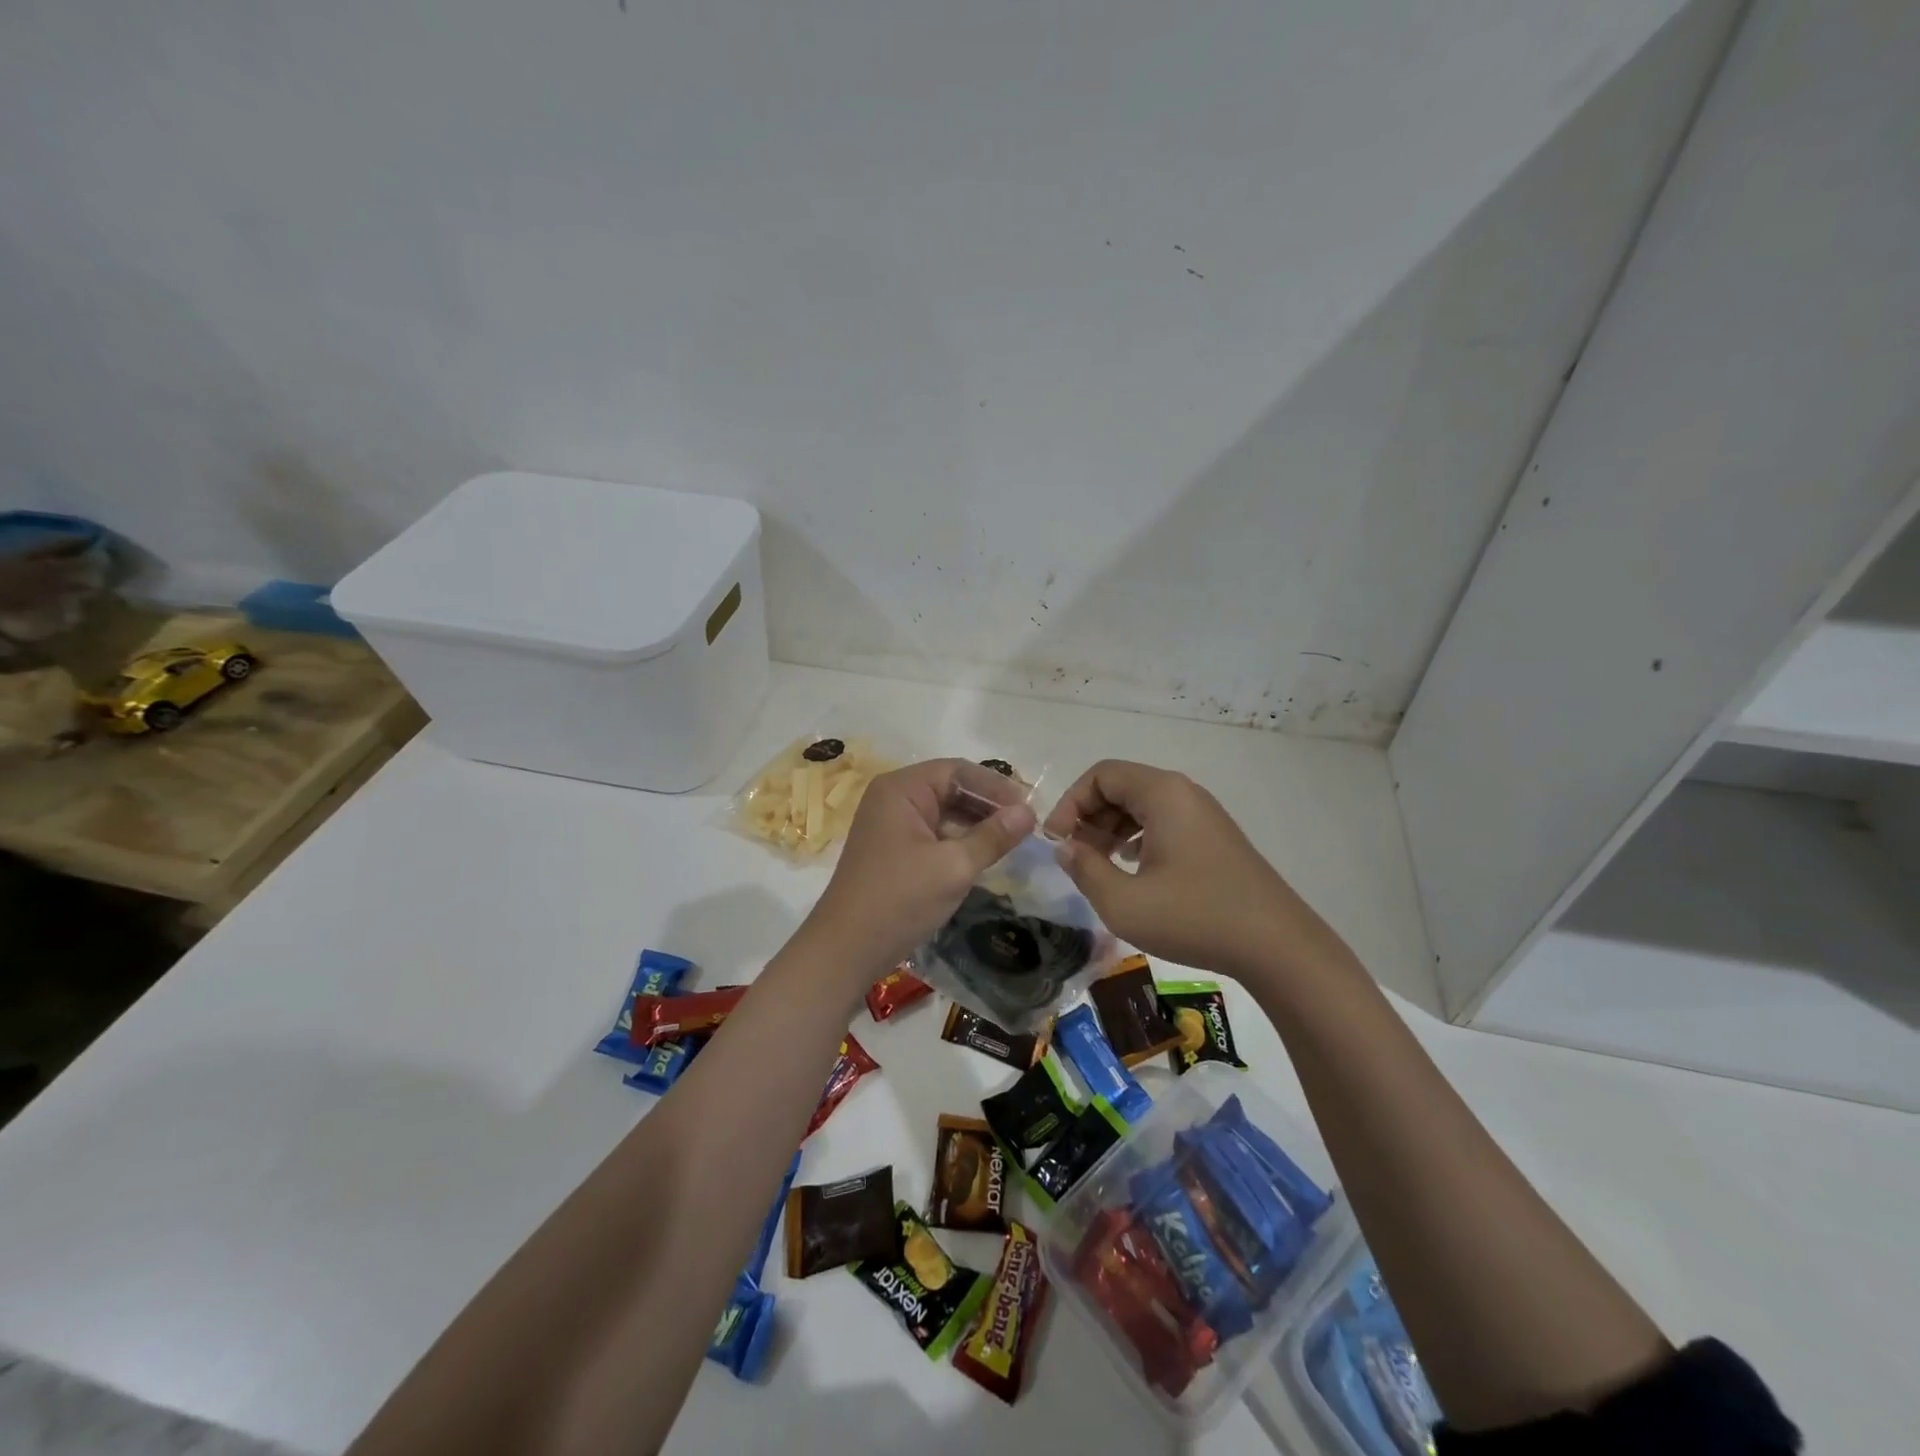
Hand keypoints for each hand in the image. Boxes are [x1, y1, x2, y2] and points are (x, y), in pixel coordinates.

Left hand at [808, 758, 1035, 976]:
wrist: (846, 949)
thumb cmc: (900, 899)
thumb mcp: (954, 866)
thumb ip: (993, 836)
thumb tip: (1029, 812)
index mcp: (901, 789)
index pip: (957, 771)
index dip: (996, 786)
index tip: (1029, 808)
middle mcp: (893, 798)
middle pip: (950, 788)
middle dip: (988, 805)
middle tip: (1026, 825)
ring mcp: (891, 825)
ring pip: (945, 812)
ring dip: (977, 824)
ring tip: (1013, 841)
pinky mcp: (894, 849)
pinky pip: (934, 833)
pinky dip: (960, 841)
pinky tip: (985, 855)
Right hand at [1043, 759, 1333, 982]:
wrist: (1277, 946)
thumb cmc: (1194, 917)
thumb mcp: (1123, 902)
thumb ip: (1084, 869)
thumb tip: (1064, 847)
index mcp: (1162, 793)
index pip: (1100, 775)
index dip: (1070, 803)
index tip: (1057, 842)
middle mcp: (1184, 793)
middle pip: (1121, 786)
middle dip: (1089, 816)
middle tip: (1075, 856)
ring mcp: (1203, 815)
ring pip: (1142, 806)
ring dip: (1111, 829)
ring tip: (1099, 865)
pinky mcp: (1214, 838)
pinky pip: (1164, 822)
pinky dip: (1138, 837)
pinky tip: (1132, 870)